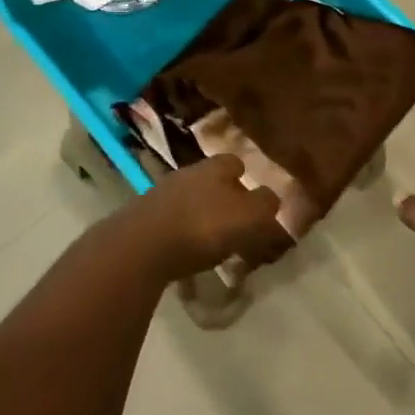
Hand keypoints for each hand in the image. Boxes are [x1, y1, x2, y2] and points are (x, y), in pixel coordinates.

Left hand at [127, 154, 292, 281]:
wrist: (140, 246)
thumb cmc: (202, 227)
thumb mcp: (248, 218)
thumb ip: (265, 207)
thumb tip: (274, 200)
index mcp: (214, 167)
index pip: (235, 162)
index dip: (247, 177)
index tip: (256, 197)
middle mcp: (188, 172)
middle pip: (212, 180)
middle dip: (225, 197)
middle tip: (238, 222)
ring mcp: (162, 193)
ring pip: (191, 199)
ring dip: (203, 215)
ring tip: (215, 242)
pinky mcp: (144, 218)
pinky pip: (173, 221)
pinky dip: (184, 233)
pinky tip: (189, 252)